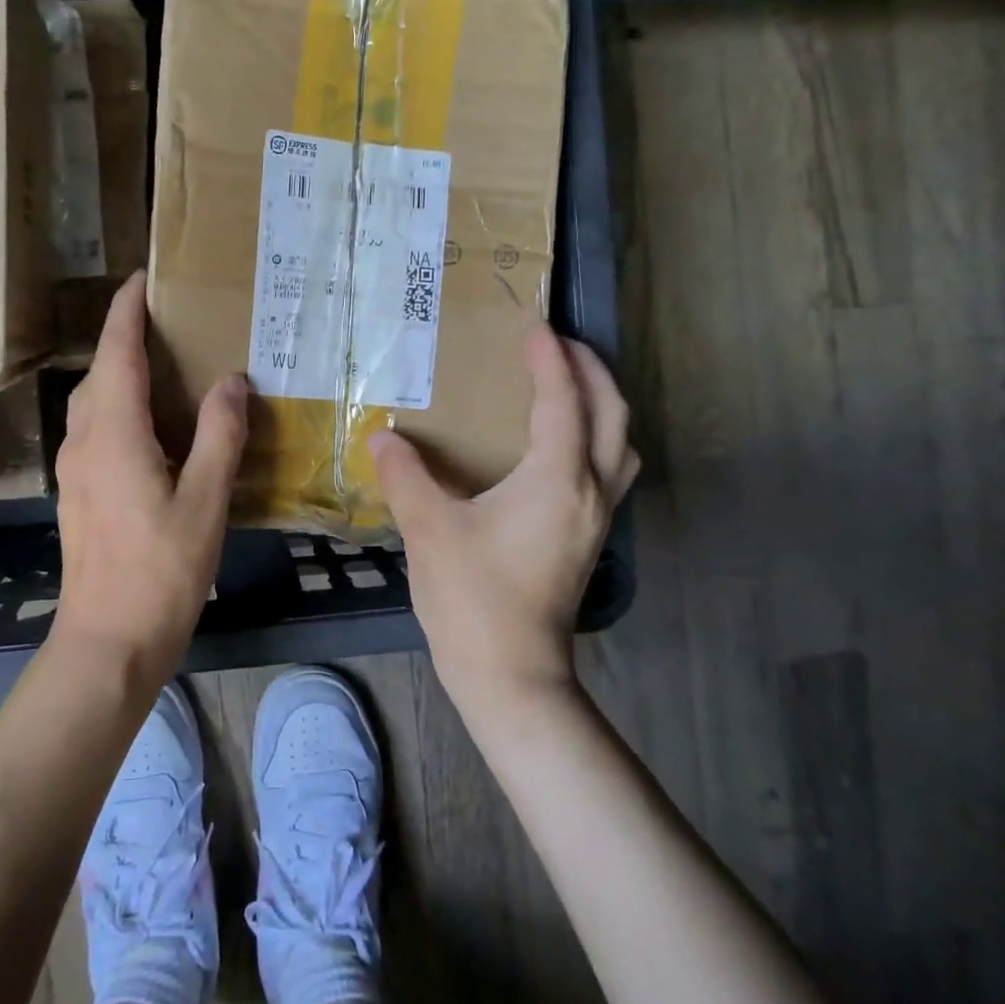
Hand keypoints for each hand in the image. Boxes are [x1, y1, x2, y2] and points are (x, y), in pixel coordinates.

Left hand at [52, 273, 247, 683]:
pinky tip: (152, 428)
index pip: (116, 353)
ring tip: (162, 367)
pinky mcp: (78, 494)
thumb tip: (231, 381)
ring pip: (93, 402)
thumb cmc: (160, 572)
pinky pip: (95, 430)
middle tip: (167, 322)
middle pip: (100, 373)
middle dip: (124, 338)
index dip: (126, 311)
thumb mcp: (204, 502)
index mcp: (114, 434)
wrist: (107, 641)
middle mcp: (84, 442)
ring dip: (120, 374)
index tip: (142, 278)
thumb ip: (218, 435)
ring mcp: (74, 470)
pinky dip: (118, 407)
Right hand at [369, 325, 638, 714]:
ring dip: (603, 406)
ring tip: (570, 386)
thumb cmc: (473, 597)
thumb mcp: (430, 529)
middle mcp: (590, 491)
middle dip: (592, 371)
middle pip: (613, 415)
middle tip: (560, 345)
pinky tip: (560, 446)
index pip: (563, 401)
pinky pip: (609, 470)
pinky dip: (596, 440)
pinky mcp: (588, 539)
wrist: (510, 675)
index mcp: (557, 479)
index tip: (534, 328)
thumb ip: (406, 476)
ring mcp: (596, 519)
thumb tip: (383, 436)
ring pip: (620, 445)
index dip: (550, 361)